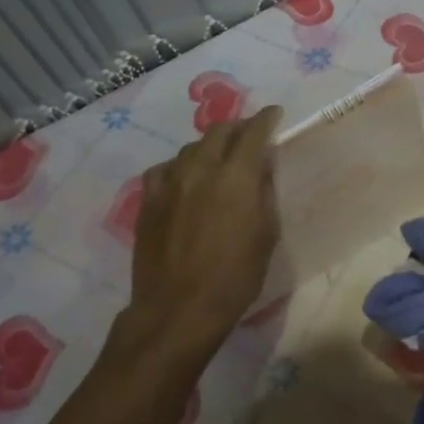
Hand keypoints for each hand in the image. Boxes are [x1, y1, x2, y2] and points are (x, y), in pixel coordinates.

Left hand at [119, 106, 282, 371]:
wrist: (179, 308)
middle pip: (218, 131)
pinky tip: (184, 178)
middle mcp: (201, 168)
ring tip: (218, 158)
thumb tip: (261, 167)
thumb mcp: (266, 234)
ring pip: (190, 148)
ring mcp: (169, 182)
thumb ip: (264, 193)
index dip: (266, 119)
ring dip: (209, 146)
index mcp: (236, 176)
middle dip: (237, 127)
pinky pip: (164, 169)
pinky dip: (180, 166)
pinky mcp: (148, 200)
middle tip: (248, 135)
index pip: (253, 132)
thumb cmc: (235, 276)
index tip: (274, 114)